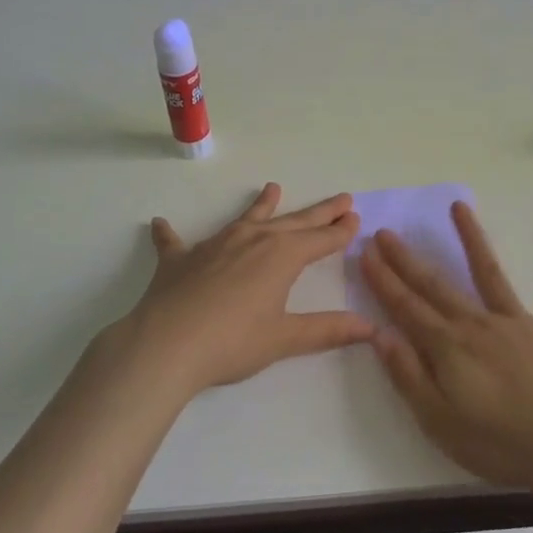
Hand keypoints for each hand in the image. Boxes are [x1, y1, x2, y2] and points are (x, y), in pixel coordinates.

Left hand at [112, 183, 373, 399]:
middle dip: (319, 212)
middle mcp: (252, 240)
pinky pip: (174, 241)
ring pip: (245, 219)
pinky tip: (160, 223)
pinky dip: (169, 233)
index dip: (340, 231)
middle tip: (341, 198)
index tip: (356, 218)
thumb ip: (327, 330)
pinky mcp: (179, 260)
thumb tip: (371, 327)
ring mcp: (214, 245)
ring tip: (272, 188)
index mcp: (281, 256)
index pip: (320, 239)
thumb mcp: (285, 338)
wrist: (166, 345)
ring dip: (261, 205)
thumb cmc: (232, 342)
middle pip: (293, 221)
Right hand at [359, 202, 532, 499]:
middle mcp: (479, 323)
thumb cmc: (503, 444)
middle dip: (407, 259)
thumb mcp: (440, 423)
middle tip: (385, 231)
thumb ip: (409, 376)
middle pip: (436, 286)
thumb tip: (379, 333)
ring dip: (472, 238)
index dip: (384, 280)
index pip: (406, 308)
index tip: (365, 252)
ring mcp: (520, 321)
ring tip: (458, 206)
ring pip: (489, 272)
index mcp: (449, 348)